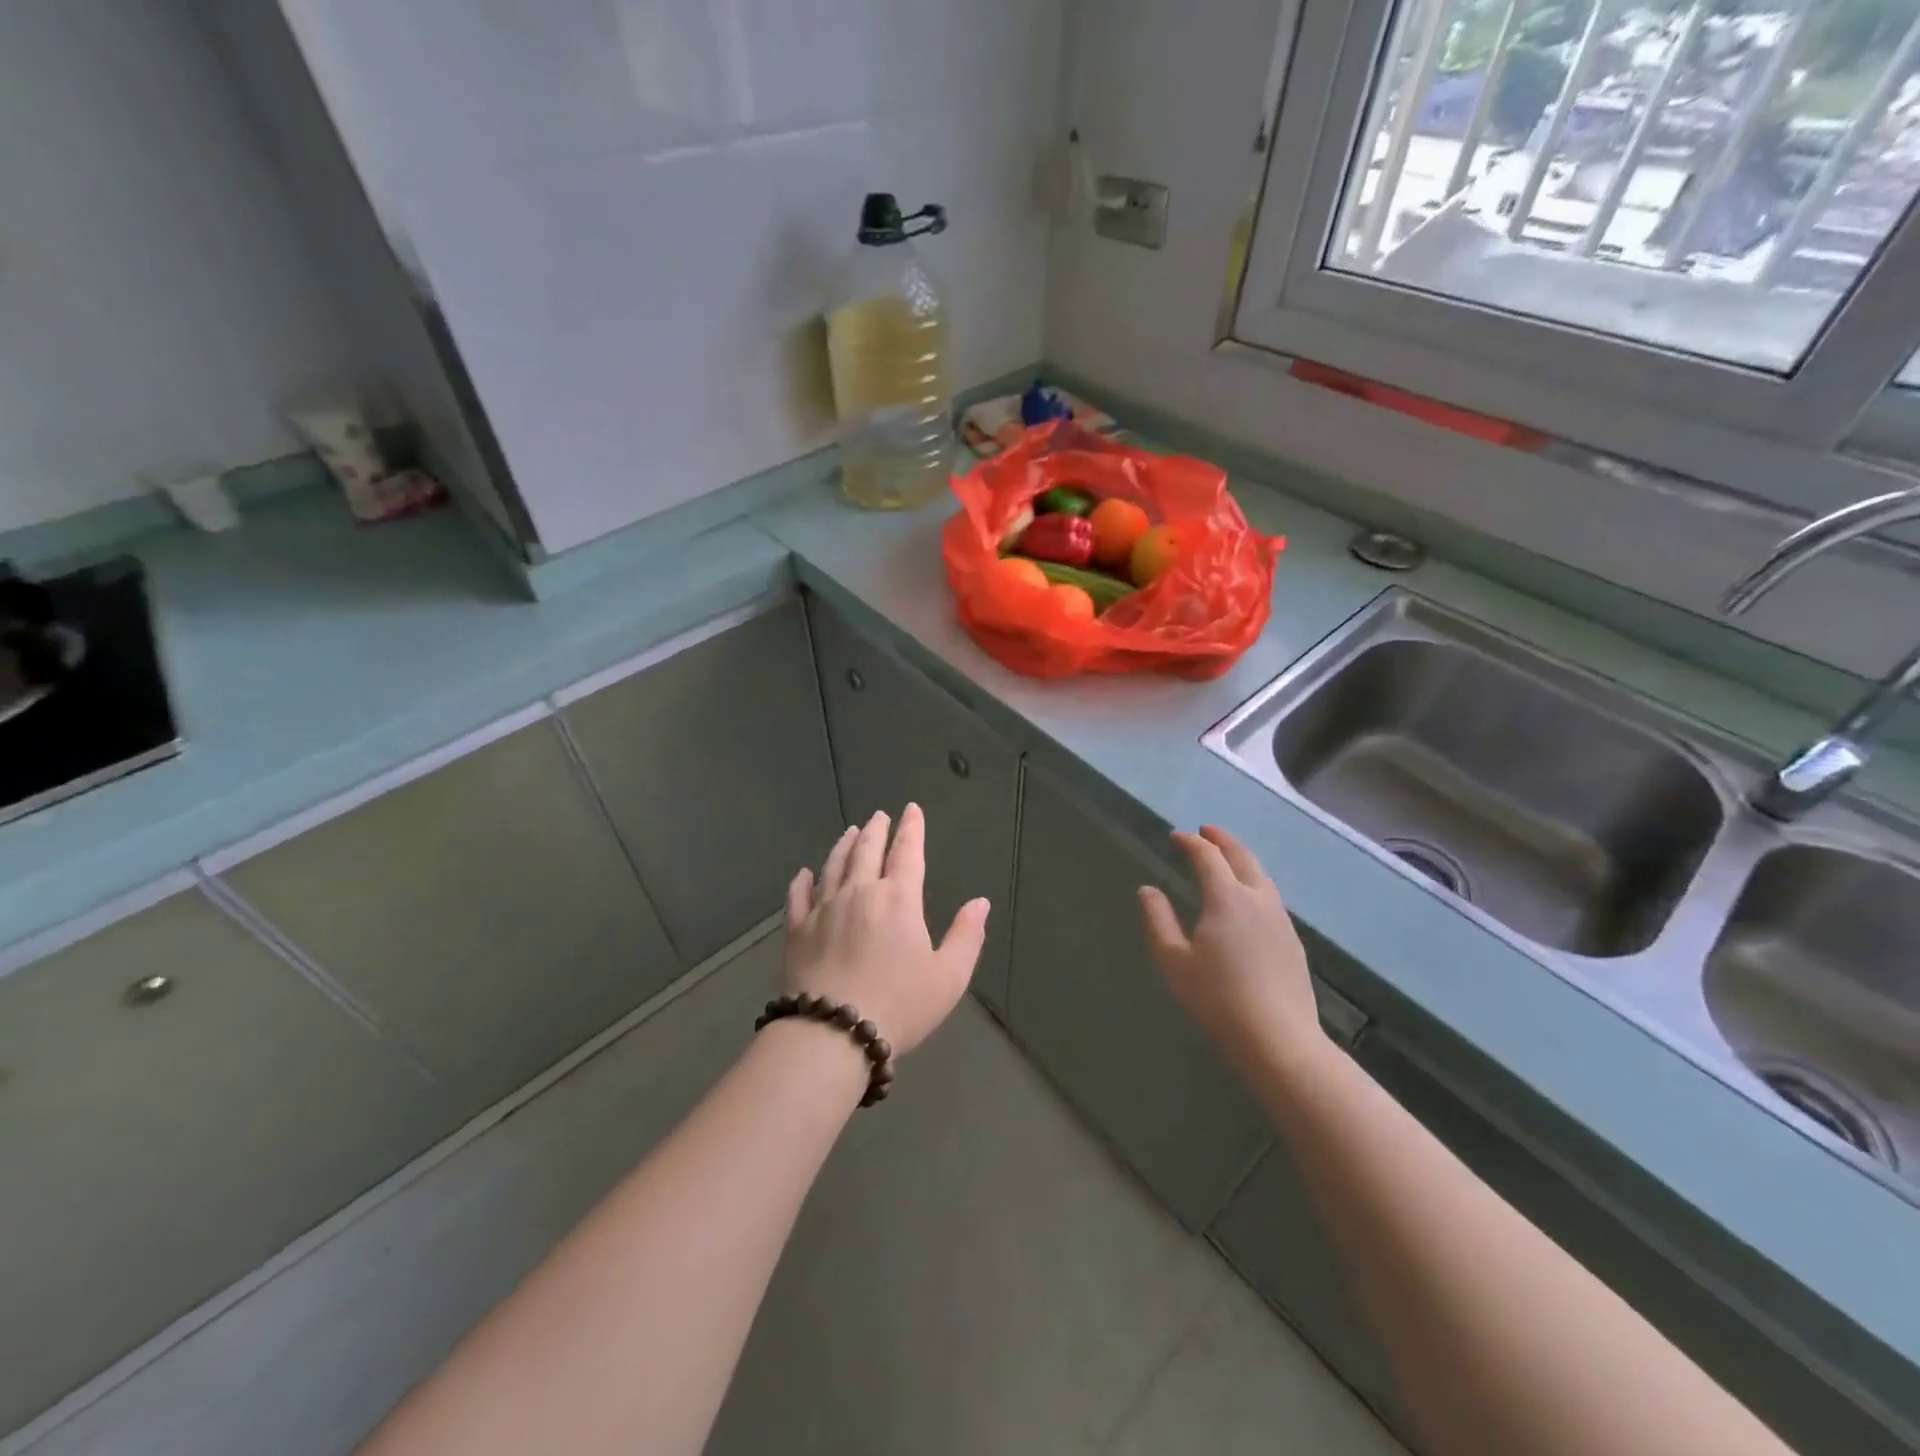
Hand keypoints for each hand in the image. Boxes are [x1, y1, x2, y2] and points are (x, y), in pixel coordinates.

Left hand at [783, 803, 989, 1057]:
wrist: (832, 1032)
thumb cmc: (899, 1005)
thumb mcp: (948, 977)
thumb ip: (967, 936)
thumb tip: (980, 902)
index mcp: (898, 899)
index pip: (907, 853)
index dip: (911, 829)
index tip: (911, 810)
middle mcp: (859, 893)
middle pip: (867, 851)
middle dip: (876, 830)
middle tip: (879, 815)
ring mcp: (823, 909)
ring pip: (833, 866)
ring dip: (843, 846)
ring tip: (850, 832)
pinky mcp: (796, 930)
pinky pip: (798, 896)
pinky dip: (802, 881)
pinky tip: (804, 873)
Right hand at [1138, 826, 1327, 1074]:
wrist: (1279, 1041)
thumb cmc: (1217, 1000)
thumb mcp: (1174, 961)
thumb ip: (1158, 920)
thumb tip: (1148, 890)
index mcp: (1227, 899)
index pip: (1208, 857)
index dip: (1191, 843)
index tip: (1176, 837)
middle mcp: (1258, 900)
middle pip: (1242, 857)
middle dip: (1223, 840)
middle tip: (1207, 831)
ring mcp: (1280, 920)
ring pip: (1262, 876)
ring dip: (1242, 859)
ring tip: (1227, 859)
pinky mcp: (1292, 941)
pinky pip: (1270, 897)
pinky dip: (1254, 883)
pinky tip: (1247, 899)